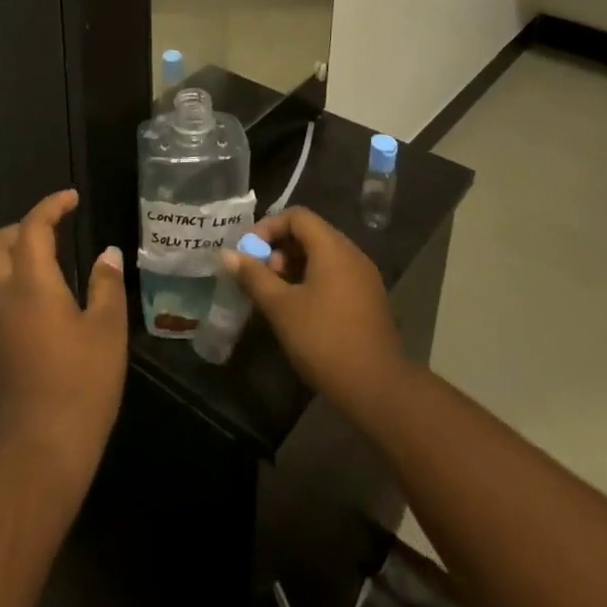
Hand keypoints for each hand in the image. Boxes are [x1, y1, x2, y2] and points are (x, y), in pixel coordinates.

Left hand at [0, 190, 126, 486]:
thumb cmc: (81, 384)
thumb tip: (107, 254)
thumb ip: (106, 285)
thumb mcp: (107, 330)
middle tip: (48, 235)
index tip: (70, 200)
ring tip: (22, 265)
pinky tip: (2, 308)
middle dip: (19, 228)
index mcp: (31, 282)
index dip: (51, 205)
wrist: (39, 451)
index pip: (33, 226)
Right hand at [220, 206, 409, 421]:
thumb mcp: (281, 308)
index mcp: (332, 248)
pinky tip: (300, 309)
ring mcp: (364, 278)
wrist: (379, 390)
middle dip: (280, 248)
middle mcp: (352, 254)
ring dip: (295, 266)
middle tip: (261, 276)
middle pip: (310, 234)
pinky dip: (313, 280)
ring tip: (276, 295)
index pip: (297, 216)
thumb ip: (254, 277)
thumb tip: (228, 254)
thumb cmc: (324, 340)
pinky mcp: (369, 300)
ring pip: (323, 256)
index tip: (249, 252)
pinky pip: (336, 275)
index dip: (269, 227)